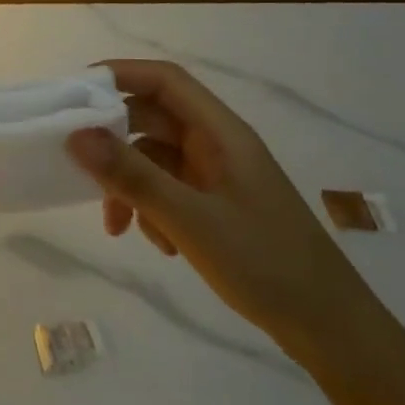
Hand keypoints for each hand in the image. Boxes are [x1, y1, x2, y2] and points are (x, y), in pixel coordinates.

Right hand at [66, 59, 388, 373]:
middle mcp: (218, 145)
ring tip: (117, 225)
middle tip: (79, 167)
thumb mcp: (189, 219)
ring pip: (155, 159)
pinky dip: (151, 210)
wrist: (330, 329)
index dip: (119, 75)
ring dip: (129, 185)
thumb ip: (132, 175)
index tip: (74, 94)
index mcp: (221, 132)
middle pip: (152, 119)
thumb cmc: (265, 263)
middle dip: (114, 143)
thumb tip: (76, 135)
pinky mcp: (217, 205)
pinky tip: (157, 244)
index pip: (164, 80)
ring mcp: (218, 176)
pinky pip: (168, 190)